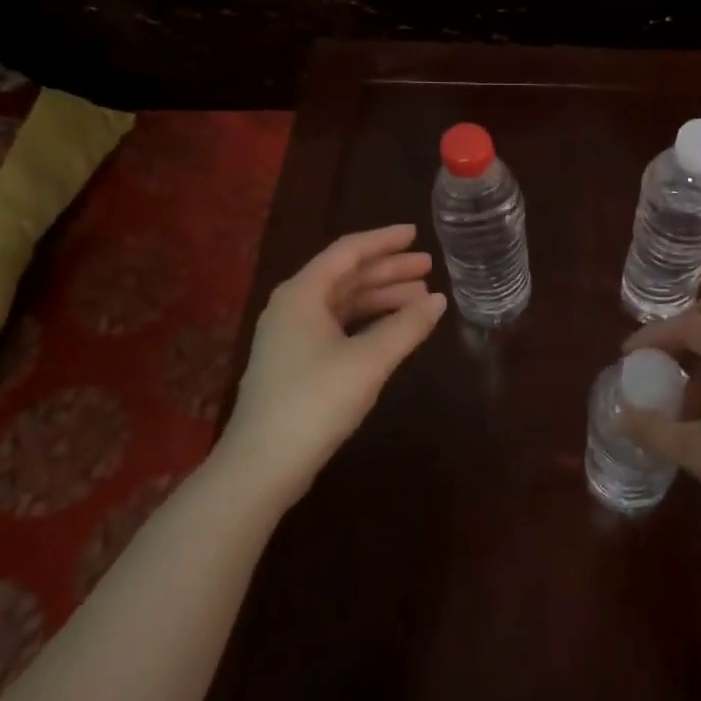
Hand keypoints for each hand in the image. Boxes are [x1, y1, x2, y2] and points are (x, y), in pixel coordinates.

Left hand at [223, 224, 445, 509]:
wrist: (261, 466)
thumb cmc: (315, 402)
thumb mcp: (369, 361)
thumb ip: (407, 326)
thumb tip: (439, 301)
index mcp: (303, 294)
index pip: (348, 252)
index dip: (384, 241)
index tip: (416, 234)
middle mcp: (293, 306)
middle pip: (347, 276)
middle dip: (388, 270)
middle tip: (428, 268)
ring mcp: (291, 336)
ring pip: (343, 303)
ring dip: (381, 298)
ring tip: (421, 298)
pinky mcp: (296, 363)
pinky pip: (338, 326)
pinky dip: (368, 323)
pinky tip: (393, 331)